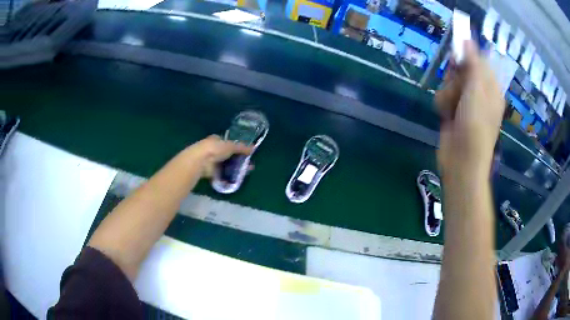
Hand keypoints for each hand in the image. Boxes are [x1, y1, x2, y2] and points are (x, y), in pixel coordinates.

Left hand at [185, 135, 252, 177]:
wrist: (201, 161)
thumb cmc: (215, 149)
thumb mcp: (231, 146)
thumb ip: (242, 147)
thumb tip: (253, 148)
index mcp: (216, 140)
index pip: (227, 142)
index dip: (235, 147)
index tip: (244, 153)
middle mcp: (213, 150)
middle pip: (227, 155)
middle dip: (237, 159)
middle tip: (247, 164)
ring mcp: (211, 162)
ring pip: (225, 165)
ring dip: (234, 169)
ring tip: (244, 172)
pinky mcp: (210, 172)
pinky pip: (221, 174)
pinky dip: (228, 177)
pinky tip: (236, 179)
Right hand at [435, 41, 504, 180]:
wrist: (461, 161)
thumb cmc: (475, 126)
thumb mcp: (476, 91)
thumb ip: (473, 64)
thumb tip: (467, 38)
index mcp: (491, 86)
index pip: (478, 59)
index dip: (466, 56)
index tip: (457, 59)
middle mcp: (479, 92)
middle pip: (462, 68)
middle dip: (454, 77)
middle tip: (457, 88)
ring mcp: (466, 102)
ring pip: (450, 81)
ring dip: (447, 92)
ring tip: (452, 108)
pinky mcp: (454, 110)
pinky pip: (444, 95)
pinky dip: (442, 104)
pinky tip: (446, 115)